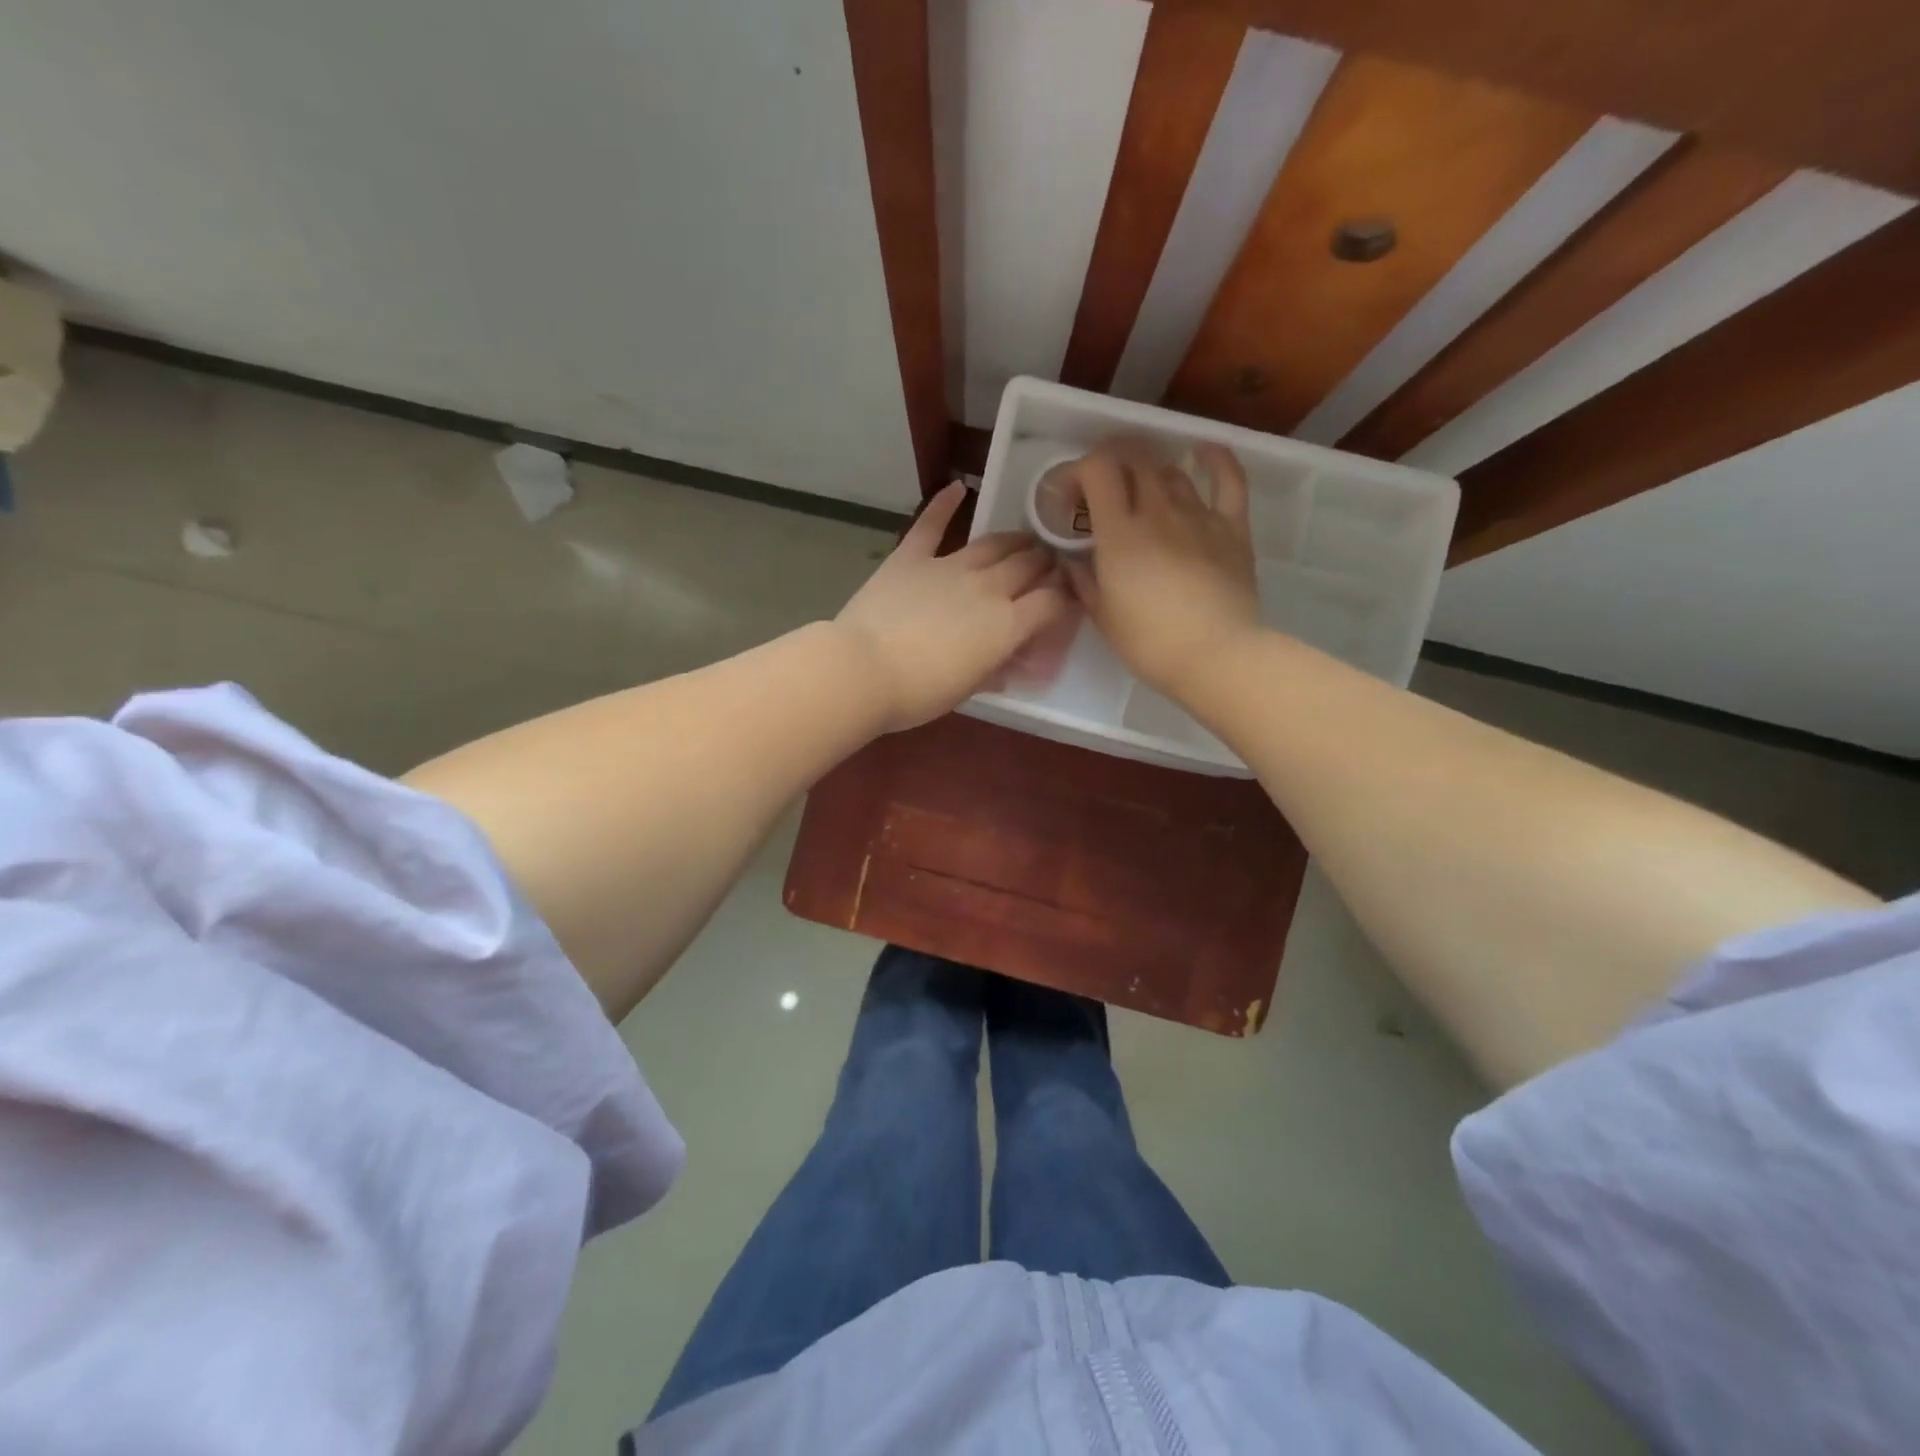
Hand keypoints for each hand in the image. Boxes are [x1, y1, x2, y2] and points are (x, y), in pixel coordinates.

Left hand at [835, 482, 1072, 731]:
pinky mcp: (911, 557)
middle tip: (1048, 564)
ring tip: (1024, 539)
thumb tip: (1012, 660)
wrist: (863, 670)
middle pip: (1029, 565)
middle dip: (1045, 563)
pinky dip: (944, 504)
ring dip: (1014, 540)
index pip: (1052, 601)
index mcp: (1007, 625)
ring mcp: (948, 567)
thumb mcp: (969, 689)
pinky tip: (957, 487)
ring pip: (993, 544)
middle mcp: (987, 588)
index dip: (1066, 596)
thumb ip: (996, 668)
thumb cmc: (919, 692)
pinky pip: (931, 525)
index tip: (1069, 596)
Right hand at [1062, 440, 1261, 696]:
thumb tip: (1074, 563)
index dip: (1080, 471)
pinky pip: (1228, 479)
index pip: (1098, 471)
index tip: (1072, 495)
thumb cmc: (1150, 644)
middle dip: (1112, 464)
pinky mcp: (1232, 527)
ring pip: (1171, 472)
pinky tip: (1203, 452)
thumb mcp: (1103, 617)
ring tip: (1141, 491)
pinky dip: (1215, 458)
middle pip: (1134, 461)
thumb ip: (1084, 583)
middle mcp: (1158, 512)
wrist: (1215, 656)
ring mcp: (1198, 515)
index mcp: (1119, 533)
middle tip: (1102, 488)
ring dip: (1150, 473)